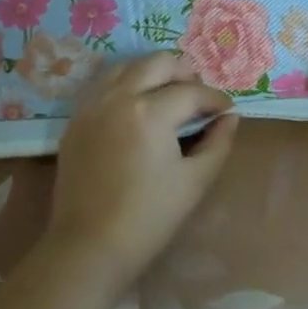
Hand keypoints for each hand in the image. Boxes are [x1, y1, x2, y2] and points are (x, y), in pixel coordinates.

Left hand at [47, 53, 238, 291]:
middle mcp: (119, 96)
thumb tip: (230, 117)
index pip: (192, 92)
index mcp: (151, 112)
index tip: (227, 110)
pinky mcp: (77, 119)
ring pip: (127, 66)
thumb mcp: (194, 181)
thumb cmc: (148, 218)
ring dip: (153, 71)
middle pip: (158, 63)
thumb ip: (218, 143)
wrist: (89, 245)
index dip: (215, 99)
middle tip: (198, 94)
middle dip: (184, 72)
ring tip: (169, 92)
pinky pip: (104, 84)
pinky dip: (126, 83)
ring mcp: (93, 104)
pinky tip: (137, 103)